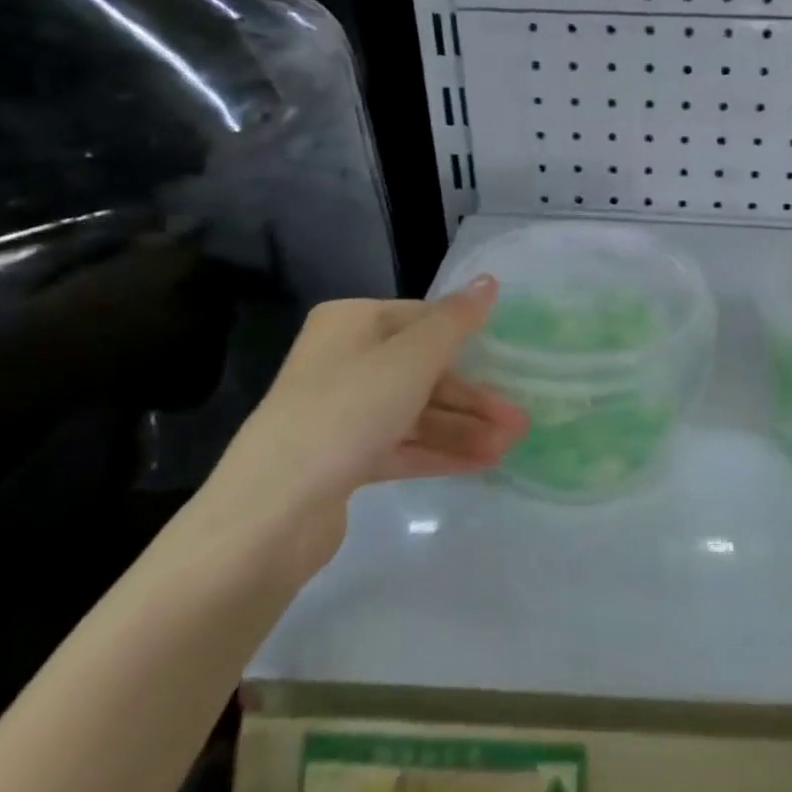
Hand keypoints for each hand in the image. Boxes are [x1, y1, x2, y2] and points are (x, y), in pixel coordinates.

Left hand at [189, 278, 527, 574]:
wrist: (272, 511)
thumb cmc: (348, 412)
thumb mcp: (411, 359)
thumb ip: (456, 322)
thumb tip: (489, 281)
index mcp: (352, 323)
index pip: (424, 320)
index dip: (469, 341)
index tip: (511, 364)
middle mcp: (344, 360)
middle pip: (423, 370)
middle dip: (473, 397)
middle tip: (519, 421)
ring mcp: (342, 411)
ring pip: (416, 411)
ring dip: (463, 429)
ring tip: (508, 448)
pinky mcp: (343, 457)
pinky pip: (402, 444)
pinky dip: (439, 452)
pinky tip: (481, 465)